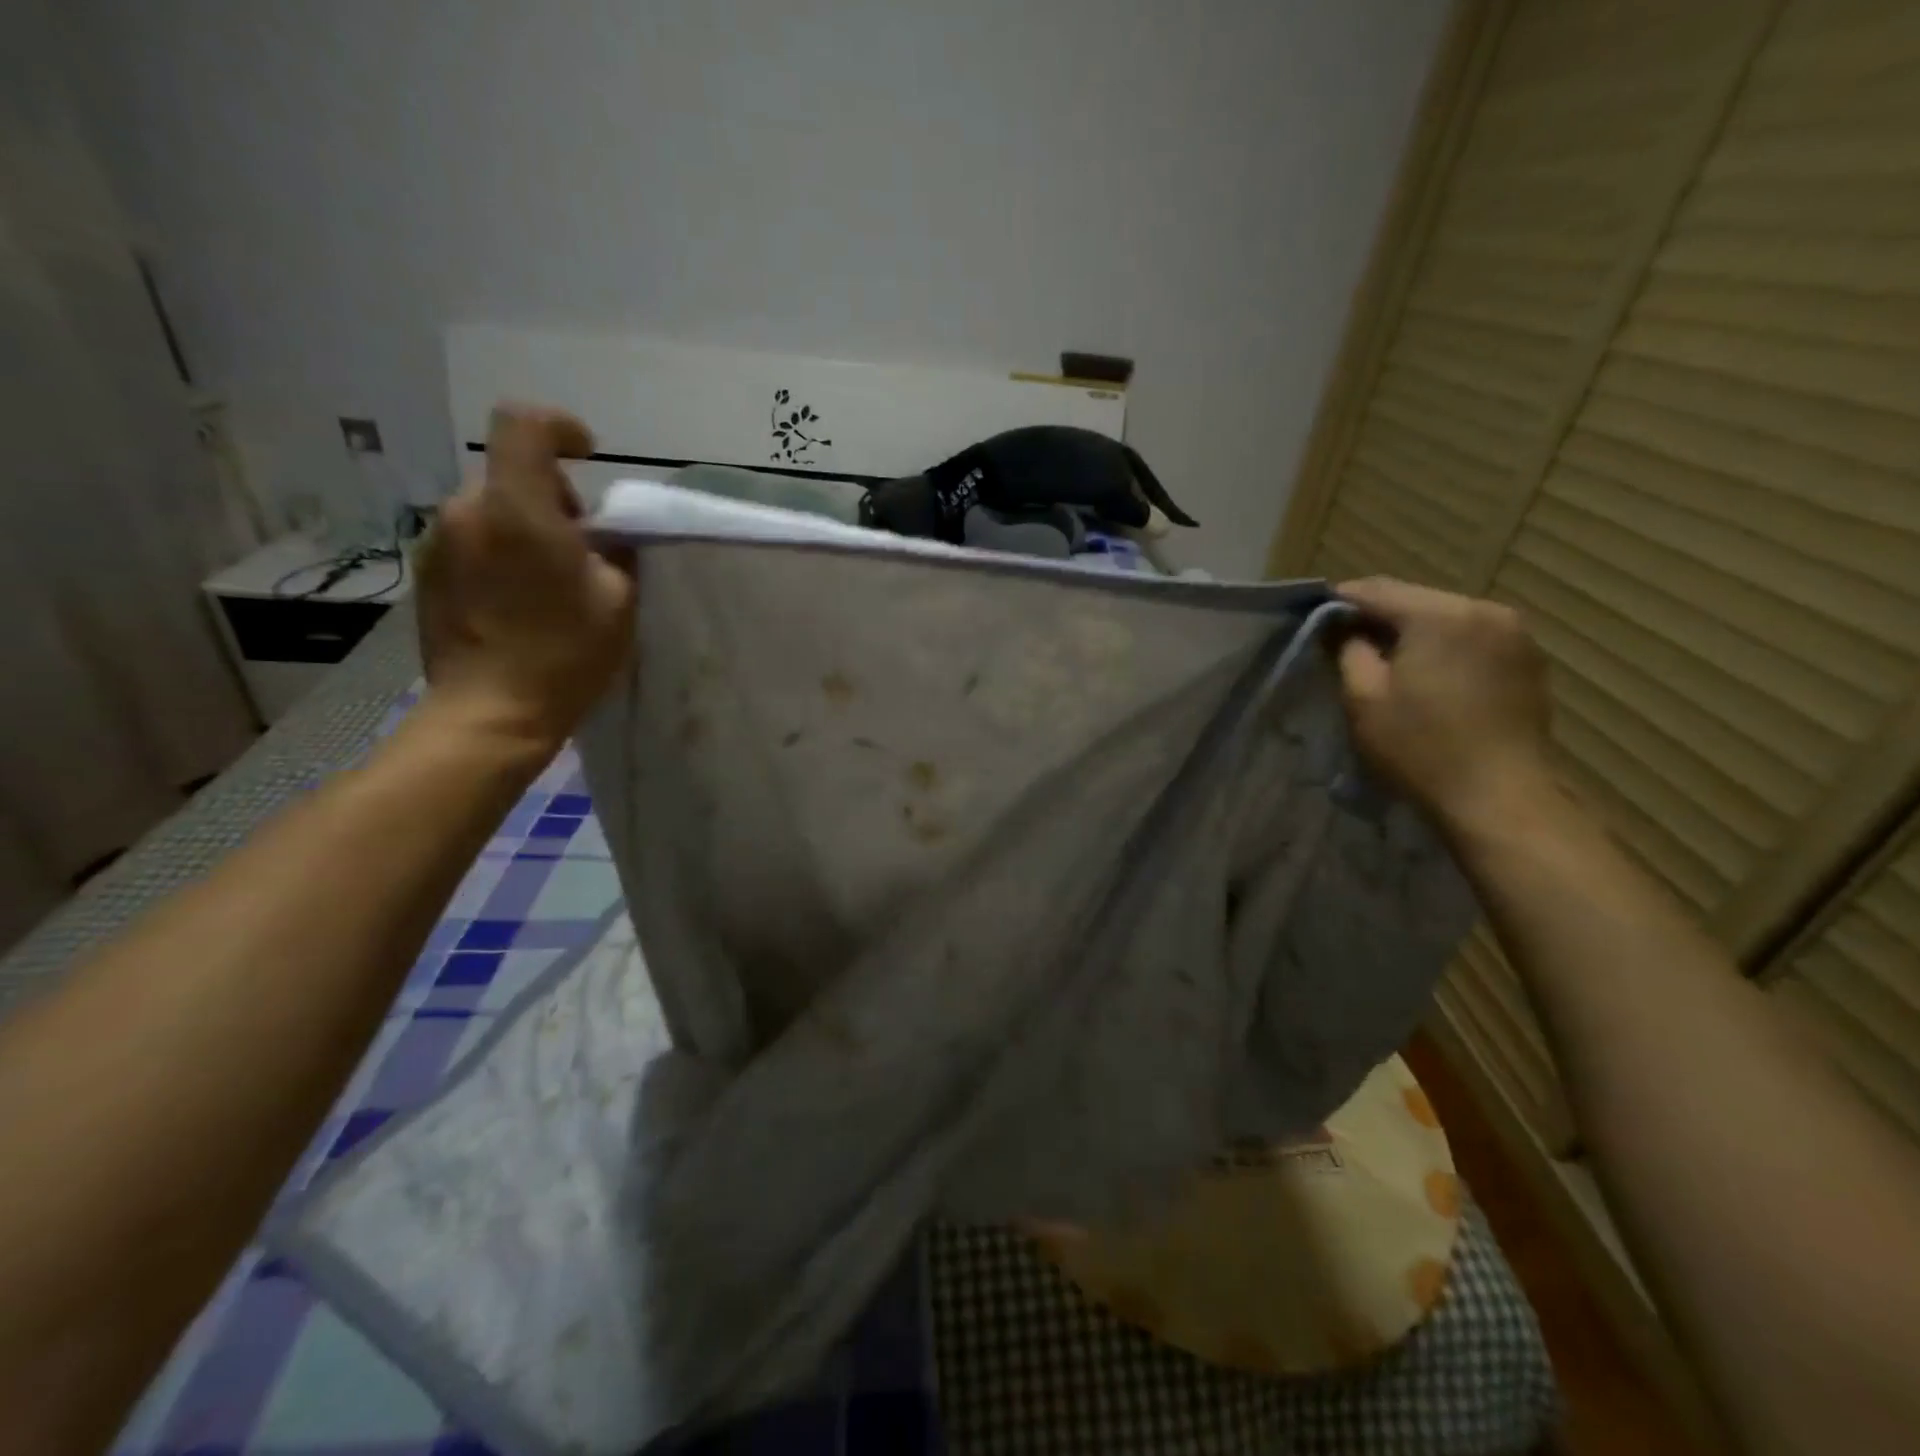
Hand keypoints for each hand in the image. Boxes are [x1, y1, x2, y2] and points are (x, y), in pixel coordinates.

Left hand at [414, 405, 635, 753]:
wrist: (490, 714)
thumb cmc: (565, 654)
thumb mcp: (619, 600)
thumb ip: (615, 550)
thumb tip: (603, 533)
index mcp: (517, 509)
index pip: (524, 425)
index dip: (560, 427)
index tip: (588, 455)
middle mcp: (466, 511)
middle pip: (510, 473)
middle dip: (551, 496)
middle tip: (582, 546)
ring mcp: (438, 543)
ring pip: (490, 509)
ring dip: (524, 526)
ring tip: (550, 579)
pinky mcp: (426, 574)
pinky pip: (471, 541)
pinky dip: (499, 552)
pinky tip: (519, 601)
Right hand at [1334, 577, 1556, 836]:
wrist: (1500, 796)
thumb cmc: (1420, 747)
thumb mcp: (1364, 699)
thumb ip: (1349, 651)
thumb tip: (1344, 630)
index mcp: (1440, 615)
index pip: (1377, 590)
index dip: (1341, 600)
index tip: (1315, 614)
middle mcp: (1484, 610)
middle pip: (1416, 600)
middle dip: (1379, 615)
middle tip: (1346, 638)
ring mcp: (1514, 633)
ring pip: (1447, 617)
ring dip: (1414, 631)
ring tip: (1387, 657)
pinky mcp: (1529, 659)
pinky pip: (1473, 637)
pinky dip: (1445, 646)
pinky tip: (1429, 673)